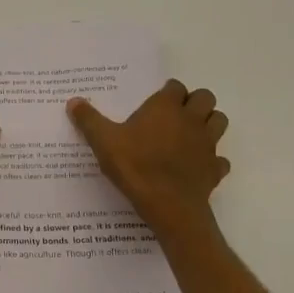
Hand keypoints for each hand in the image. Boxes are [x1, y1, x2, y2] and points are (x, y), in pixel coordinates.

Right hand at [67, 80, 229, 233]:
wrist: (169, 205)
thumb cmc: (136, 166)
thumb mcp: (103, 142)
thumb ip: (89, 120)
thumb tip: (73, 101)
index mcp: (166, 107)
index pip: (175, 86)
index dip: (168, 92)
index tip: (155, 103)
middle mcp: (191, 119)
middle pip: (205, 97)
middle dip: (194, 102)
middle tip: (175, 115)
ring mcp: (207, 144)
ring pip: (219, 121)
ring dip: (209, 123)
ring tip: (190, 134)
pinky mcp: (215, 168)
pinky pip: (220, 159)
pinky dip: (213, 160)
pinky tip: (198, 167)